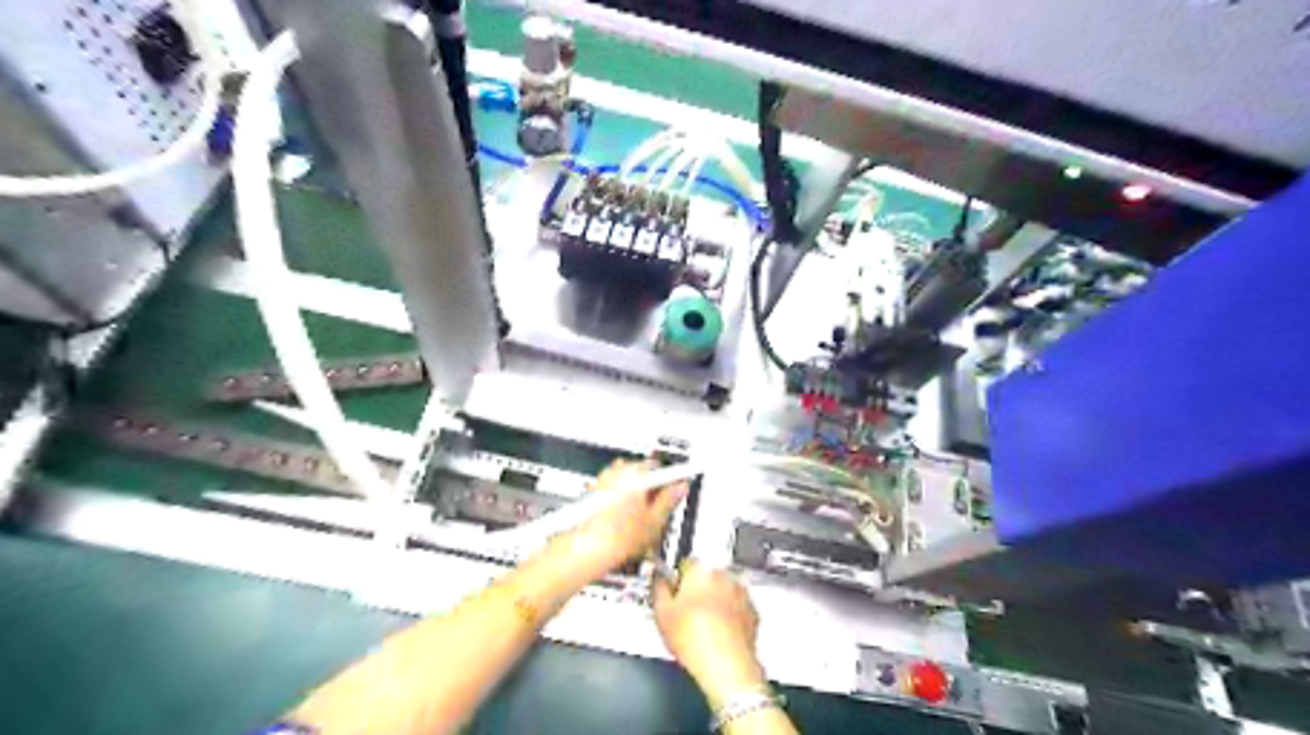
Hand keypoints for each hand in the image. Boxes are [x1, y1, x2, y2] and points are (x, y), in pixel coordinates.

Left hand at [559, 458, 689, 586]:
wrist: (586, 550)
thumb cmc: (615, 538)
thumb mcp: (654, 521)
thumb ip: (670, 500)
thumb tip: (679, 489)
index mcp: (635, 474)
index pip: (662, 469)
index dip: (674, 479)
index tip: (679, 486)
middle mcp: (618, 471)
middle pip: (645, 472)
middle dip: (655, 487)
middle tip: (661, 507)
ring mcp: (604, 479)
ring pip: (630, 480)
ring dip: (639, 492)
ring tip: (643, 516)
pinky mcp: (595, 490)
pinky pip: (616, 487)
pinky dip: (624, 497)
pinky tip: (627, 518)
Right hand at [655, 558, 770, 707]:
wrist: (727, 665)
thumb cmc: (694, 640)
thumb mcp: (662, 613)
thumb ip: (658, 588)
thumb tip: (658, 578)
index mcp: (700, 570)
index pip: (685, 563)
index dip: (676, 579)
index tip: (673, 593)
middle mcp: (723, 576)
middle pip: (705, 575)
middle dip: (696, 589)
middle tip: (685, 612)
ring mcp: (741, 593)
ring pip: (722, 590)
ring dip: (714, 600)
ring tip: (703, 624)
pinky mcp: (752, 611)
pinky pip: (736, 606)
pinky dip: (729, 614)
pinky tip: (718, 631)